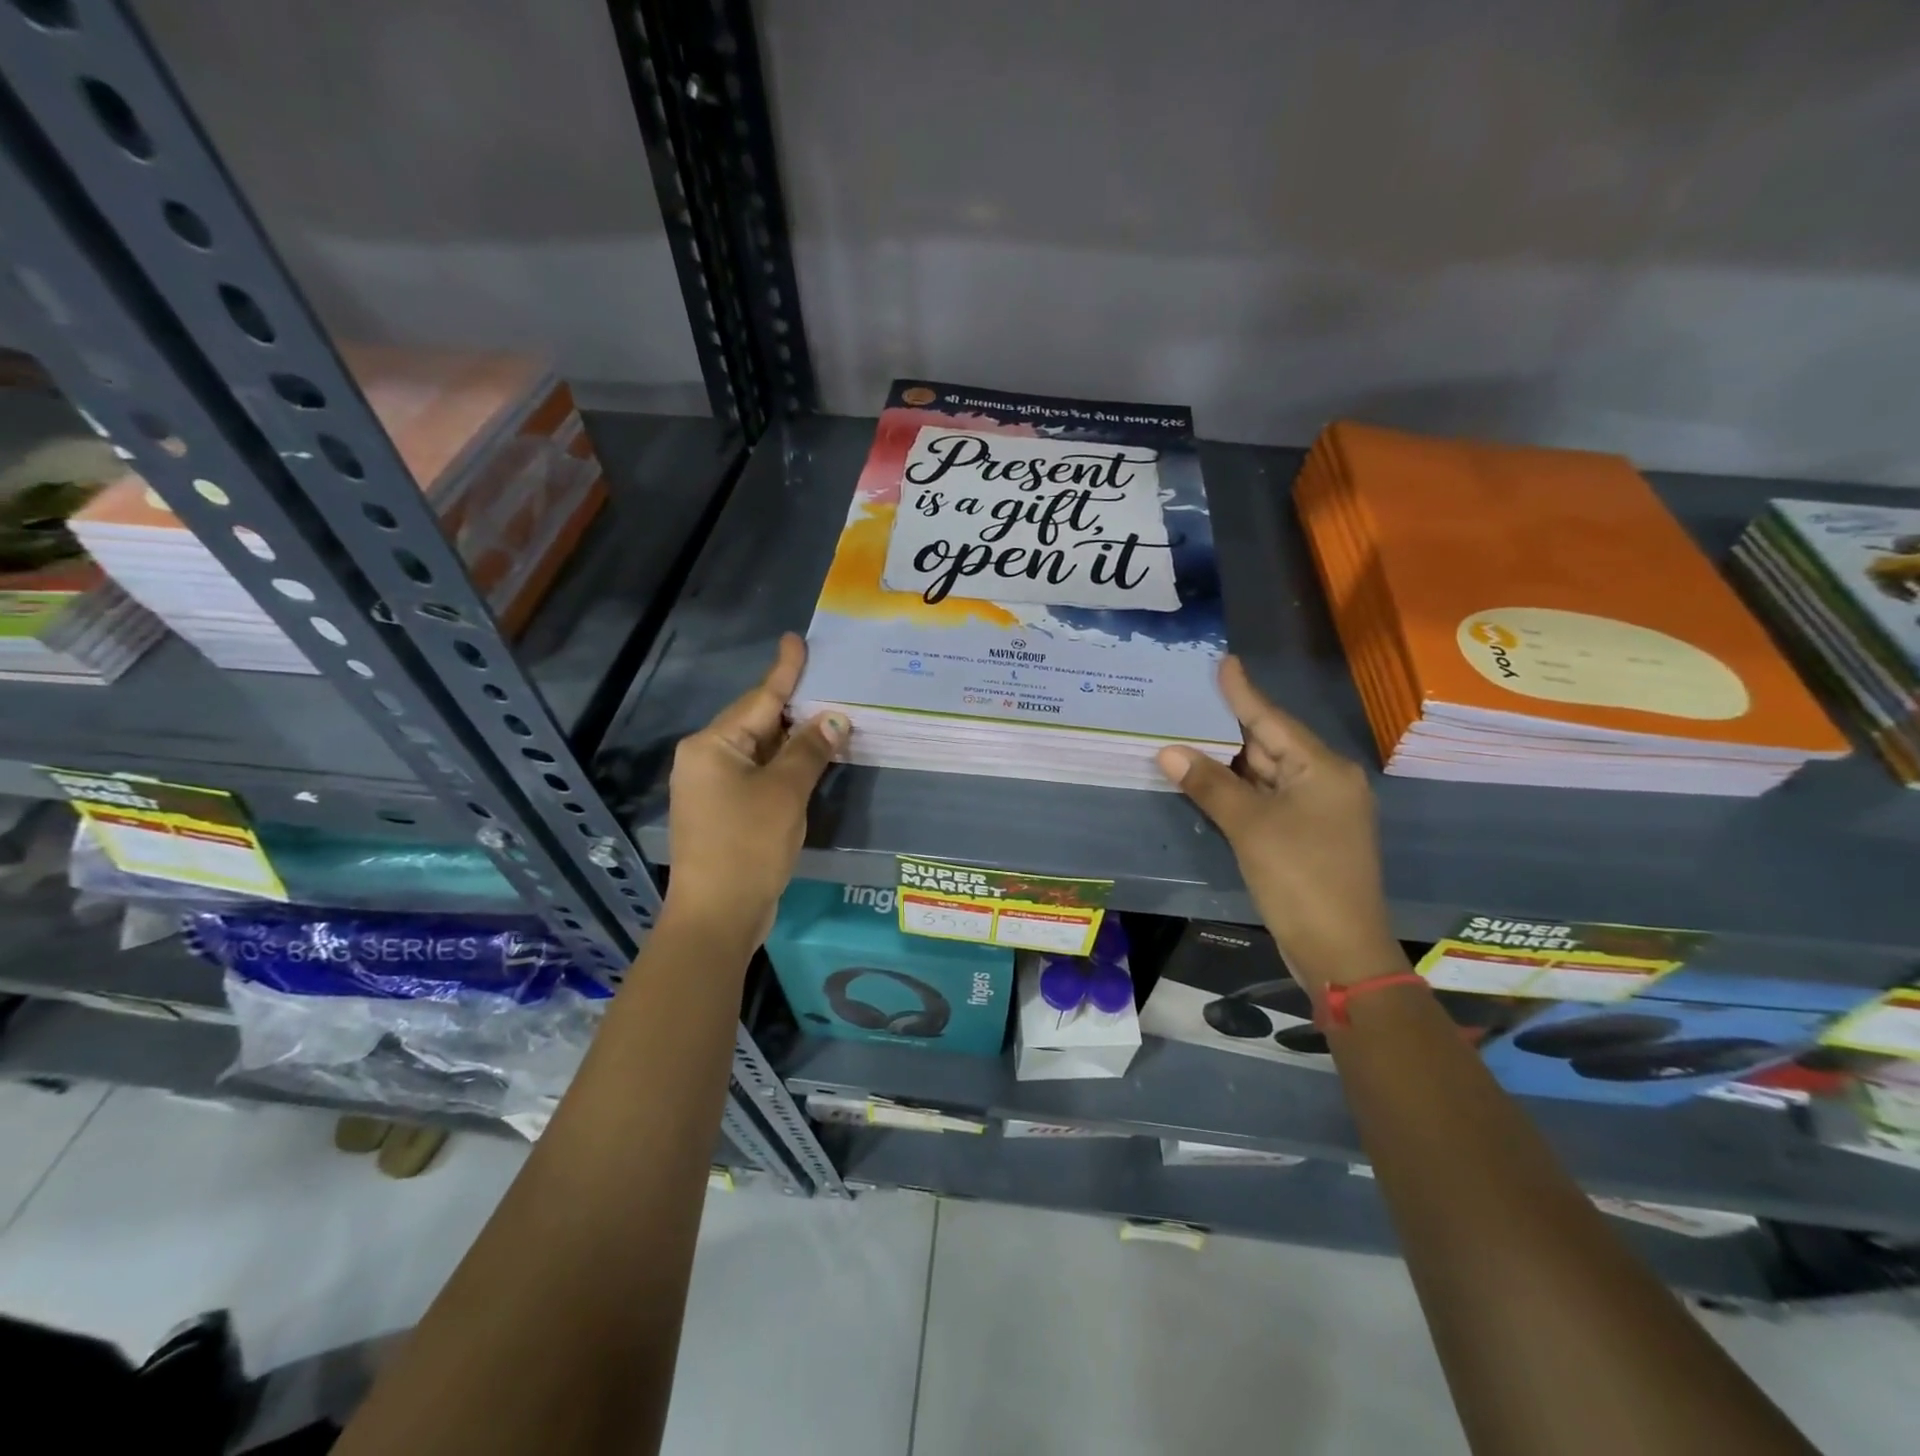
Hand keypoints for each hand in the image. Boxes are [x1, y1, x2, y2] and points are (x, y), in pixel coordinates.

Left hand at [665, 634, 847, 943]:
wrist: (717, 915)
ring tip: (828, 716)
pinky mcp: (724, 811)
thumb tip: (834, 718)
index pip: (759, 699)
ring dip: (793, 738)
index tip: (796, 640)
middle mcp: (706, 759)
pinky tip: (811, 760)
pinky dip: (785, 765)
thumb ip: (809, 750)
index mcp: (712, 745)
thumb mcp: (785, 792)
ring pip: (760, 750)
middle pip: (757, 722)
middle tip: (829, 682)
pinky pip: (759, 774)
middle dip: (794, 706)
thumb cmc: (748, 845)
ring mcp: (712, 787)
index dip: (784, 671)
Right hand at [1157, 657, 1399, 991]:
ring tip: (1190, 733)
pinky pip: (1268, 800)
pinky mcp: (1307, 836)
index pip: (1273, 720)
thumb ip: (1209, 785)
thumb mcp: (1250, 827)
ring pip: (1267, 774)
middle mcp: (1326, 782)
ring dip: (1230, 762)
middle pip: (1271, 745)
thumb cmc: (1301, 878)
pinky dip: (1239, 791)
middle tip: (1190, 700)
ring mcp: (1318, 811)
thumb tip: (1168, 750)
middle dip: (1230, 727)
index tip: (1223, 661)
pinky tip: (1209, 780)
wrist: (1340, 951)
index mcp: (1323, 769)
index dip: (1243, 692)